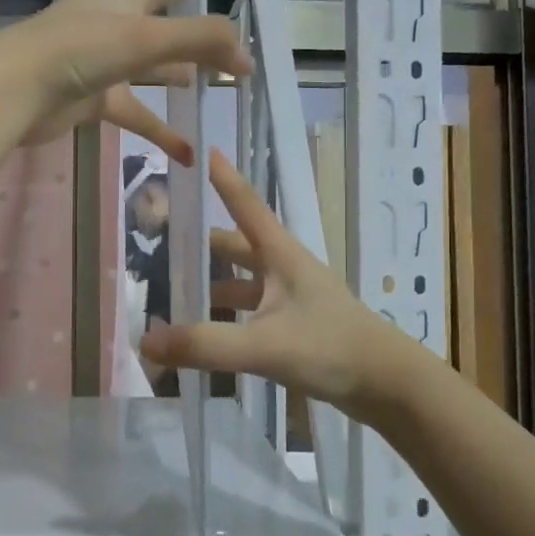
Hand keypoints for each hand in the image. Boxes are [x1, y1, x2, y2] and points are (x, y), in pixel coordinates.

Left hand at [0, 0, 252, 161]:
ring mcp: (102, 59)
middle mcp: (111, 16)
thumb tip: (247, 59)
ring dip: (181, 66)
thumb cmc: (76, 48)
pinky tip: (189, 151)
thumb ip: (201, 41)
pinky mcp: (95, 97)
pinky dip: (161, 130)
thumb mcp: (144, 36)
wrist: (15, 93)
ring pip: (151, 60)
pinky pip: (138, 113)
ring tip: (216, 75)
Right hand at [140, 152, 410, 421]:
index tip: (198, 150)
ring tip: (171, 291)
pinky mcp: (294, 326)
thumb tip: (146, 341)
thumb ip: (205, 344)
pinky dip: (225, 316)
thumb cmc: (331, 348)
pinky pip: (249, 310)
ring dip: (211, 283)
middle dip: (200, 242)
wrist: (388, 385)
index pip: (245, 204)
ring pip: (241, 280)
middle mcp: (284, 269)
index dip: (222, 178)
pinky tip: (203, 332)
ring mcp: (290, 298)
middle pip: (235, 245)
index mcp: (280, 255)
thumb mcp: (264, 345)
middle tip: (158, 243)